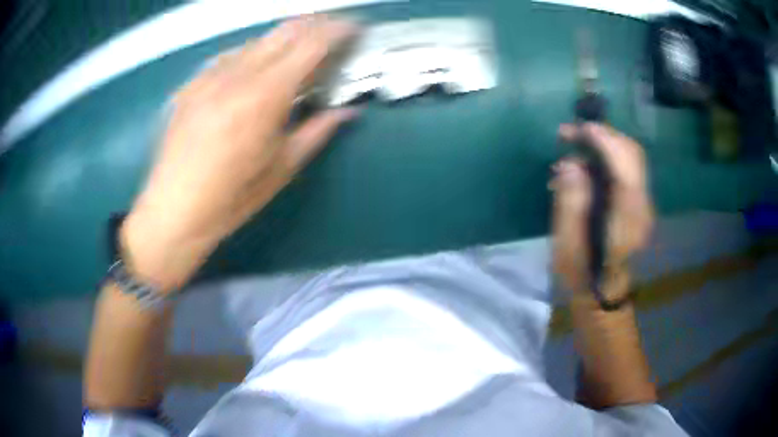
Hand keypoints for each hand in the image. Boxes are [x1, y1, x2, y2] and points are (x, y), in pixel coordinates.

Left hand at [121, 16, 357, 291]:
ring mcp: (209, 76)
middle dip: (313, 25)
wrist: (172, 211)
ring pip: (255, 41)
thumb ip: (316, 132)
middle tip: (329, 34)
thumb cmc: (231, 199)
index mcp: (265, 96)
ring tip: (292, 55)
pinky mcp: (191, 85)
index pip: (311, 44)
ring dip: (281, 41)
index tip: (353, 29)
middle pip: (283, 31)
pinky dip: (250, 56)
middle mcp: (237, 75)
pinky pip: (228, 57)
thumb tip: (347, 112)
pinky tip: (251, 73)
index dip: (337, 30)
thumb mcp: (281, 170)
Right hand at [551, 123, 653, 294]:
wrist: (605, 295)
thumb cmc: (583, 274)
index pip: (624, 164)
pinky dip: (608, 158)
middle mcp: (642, 205)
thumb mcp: (568, 244)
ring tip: (576, 146)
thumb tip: (570, 165)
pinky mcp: (639, 204)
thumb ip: (570, 201)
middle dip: (604, 135)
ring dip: (605, 144)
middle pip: (632, 154)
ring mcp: (644, 204)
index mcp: (627, 217)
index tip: (577, 128)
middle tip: (572, 133)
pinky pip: (627, 170)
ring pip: (631, 158)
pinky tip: (587, 165)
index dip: (603, 139)